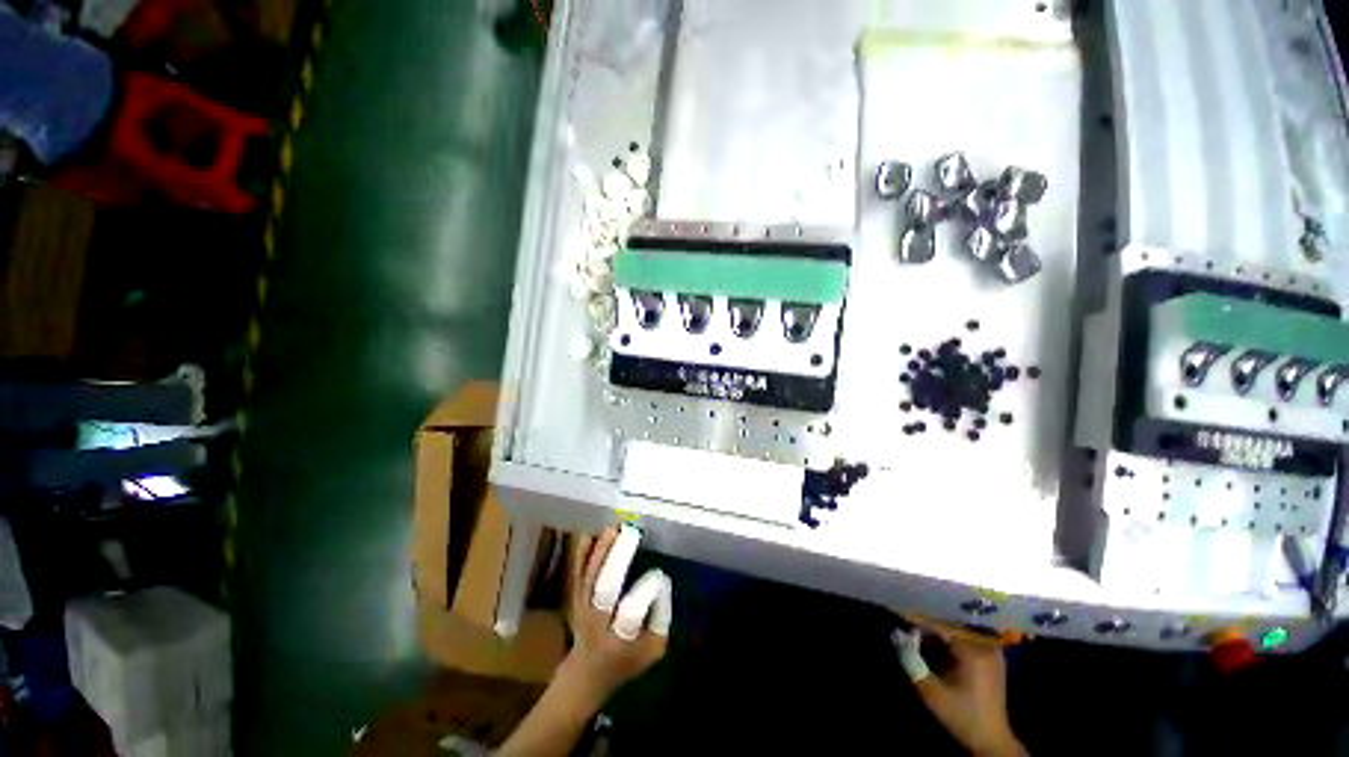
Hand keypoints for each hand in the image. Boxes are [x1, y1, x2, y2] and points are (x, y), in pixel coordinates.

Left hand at [557, 527, 668, 704]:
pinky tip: (588, 534)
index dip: (647, 591)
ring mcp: (582, 608)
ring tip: (615, 528)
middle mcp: (597, 622)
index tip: (660, 574)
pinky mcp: (574, 598)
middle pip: (604, 588)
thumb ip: (661, 620)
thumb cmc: (626, 662)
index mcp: (620, 640)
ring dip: (601, 550)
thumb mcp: (652, 650)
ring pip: (589, 575)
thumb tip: (664, 583)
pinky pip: (576, 572)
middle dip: (617, 560)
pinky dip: (581, 553)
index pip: (632, 613)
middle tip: (631, 534)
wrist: (584, 675)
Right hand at [894, 620, 1026, 756]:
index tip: (901, 612)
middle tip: (909, 623)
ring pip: (960, 628)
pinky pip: (968, 637)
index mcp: (973, 651)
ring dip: (940, 629)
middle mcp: (985, 645)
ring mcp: (992, 650)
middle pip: (951, 623)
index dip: (919, 618)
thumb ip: (912, 661)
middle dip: (929, 622)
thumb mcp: (931, 692)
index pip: (941, 623)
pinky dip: (951, 637)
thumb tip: (896, 635)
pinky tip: (939, 644)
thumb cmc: (961, 715)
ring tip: (921, 632)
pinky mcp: (993, 657)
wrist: (992, 740)